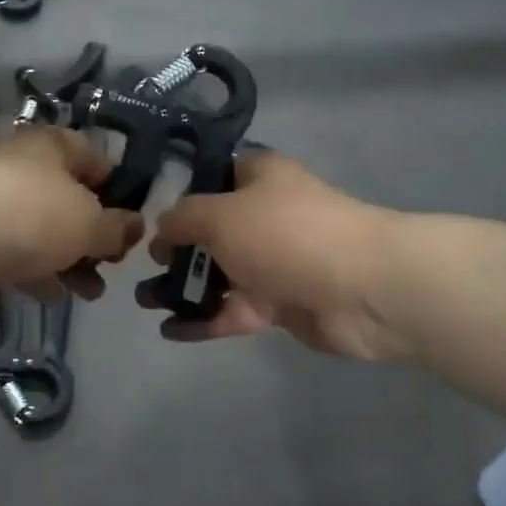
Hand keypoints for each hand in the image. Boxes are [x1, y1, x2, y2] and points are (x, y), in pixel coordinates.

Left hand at [0, 125, 142, 302]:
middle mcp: (21, 168)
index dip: (114, 182)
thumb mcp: (89, 220)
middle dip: (93, 232)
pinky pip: (16, 255)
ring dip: (69, 260)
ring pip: (42, 230)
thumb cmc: (31, 213)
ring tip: (92, 291)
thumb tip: (135, 226)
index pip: (90, 153)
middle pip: (66, 197)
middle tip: (112, 263)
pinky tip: (55, 296)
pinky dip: (37, 273)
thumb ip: (116, 227)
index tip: (131, 216)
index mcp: (50, 147)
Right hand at [137, 151, 409, 359]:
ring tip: (144, 301)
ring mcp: (273, 261)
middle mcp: (264, 214)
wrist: (362, 290)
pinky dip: (204, 319)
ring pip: (219, 273)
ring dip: (182, 287)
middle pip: (210, 229)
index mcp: (257, 177)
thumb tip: (162, 229)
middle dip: (175, 248)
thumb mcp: (220, 214)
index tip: (145, 212)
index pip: (211, 175)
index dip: (179, 192)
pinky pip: (233, 310)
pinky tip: (170, 330)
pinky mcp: (280, 303)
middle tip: (143, 265)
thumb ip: (182, 218)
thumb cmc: (285, 234)